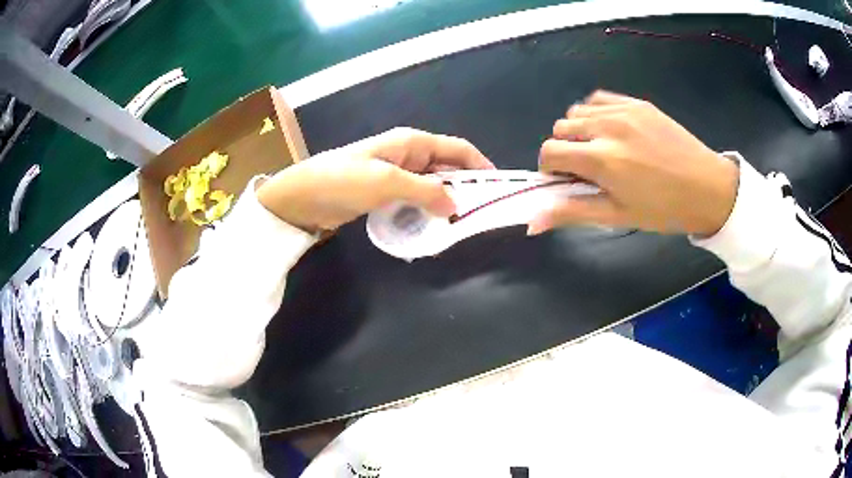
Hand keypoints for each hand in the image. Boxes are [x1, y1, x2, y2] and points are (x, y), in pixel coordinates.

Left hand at [256, 127, 493, 231]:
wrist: (302, 197)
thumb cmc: (343, 180)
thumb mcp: (387, 182)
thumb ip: (426, 191)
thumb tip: (457, 205)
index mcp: (412, 143)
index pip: (457, 148)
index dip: (480, 165)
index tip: (497, 188)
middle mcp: (408, 155)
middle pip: (447, 167)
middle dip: (465, 187)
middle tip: (481, 215)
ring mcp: (395, 175)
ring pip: (432, 186)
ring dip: (445, 202)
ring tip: (460, 225)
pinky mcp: (384, 193)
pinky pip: (414, 199)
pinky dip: (426, 210)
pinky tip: (432, 225)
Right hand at [531, 91, 738, 236]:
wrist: (708, 188)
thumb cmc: (663, 209)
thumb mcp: (618, 216)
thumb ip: (573, 212)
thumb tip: (532, 221)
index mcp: (601, 159)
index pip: (550, 151)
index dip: (550, 168)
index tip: (566, 180)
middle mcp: (606, 127)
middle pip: (560, 128)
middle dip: (564, 149)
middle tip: (587, 168)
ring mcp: (622, 110)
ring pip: (577, 111)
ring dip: (579, 130)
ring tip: (601, 149)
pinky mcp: (636, 102)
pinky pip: (599, 99)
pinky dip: (594, 113)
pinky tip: (610, 130)